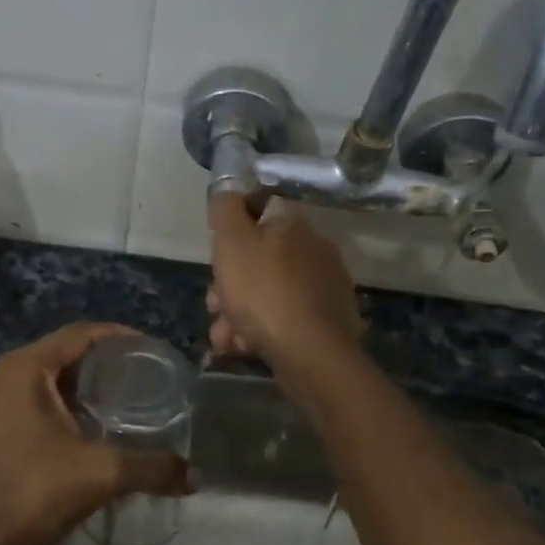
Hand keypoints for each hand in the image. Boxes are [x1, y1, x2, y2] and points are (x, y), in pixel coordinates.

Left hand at [0, 322, 189, 544]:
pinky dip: (56, 400)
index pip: (78, 335)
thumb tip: (195, 477)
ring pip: (41, 376)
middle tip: (138, 373)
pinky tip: (81, 422)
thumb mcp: (102, 474)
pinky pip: (26, 397)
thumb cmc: (36, 492)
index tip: (149, 349)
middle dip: (99, 360)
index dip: (117, 336)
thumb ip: (152, 468)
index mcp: (23, 369)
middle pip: (59, 352)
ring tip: (116, 395)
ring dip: (76, 381)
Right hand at [207, 193, 362, 375]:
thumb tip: (228, 191)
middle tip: (215, 309)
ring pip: (268, 294)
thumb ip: (226, 210)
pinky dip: (262, 331)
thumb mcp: (232, 242)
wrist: (311, 353)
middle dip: (230, 287)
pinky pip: (285, 319)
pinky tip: (246, 347)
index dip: (229, 243)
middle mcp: (315, 250)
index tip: (215, 267)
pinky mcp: (328, 321)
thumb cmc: (264, 293)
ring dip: (240, 315)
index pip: (256, 220)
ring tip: (225, 339)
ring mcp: (325, 287)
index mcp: (293, 226)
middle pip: (259, 262)